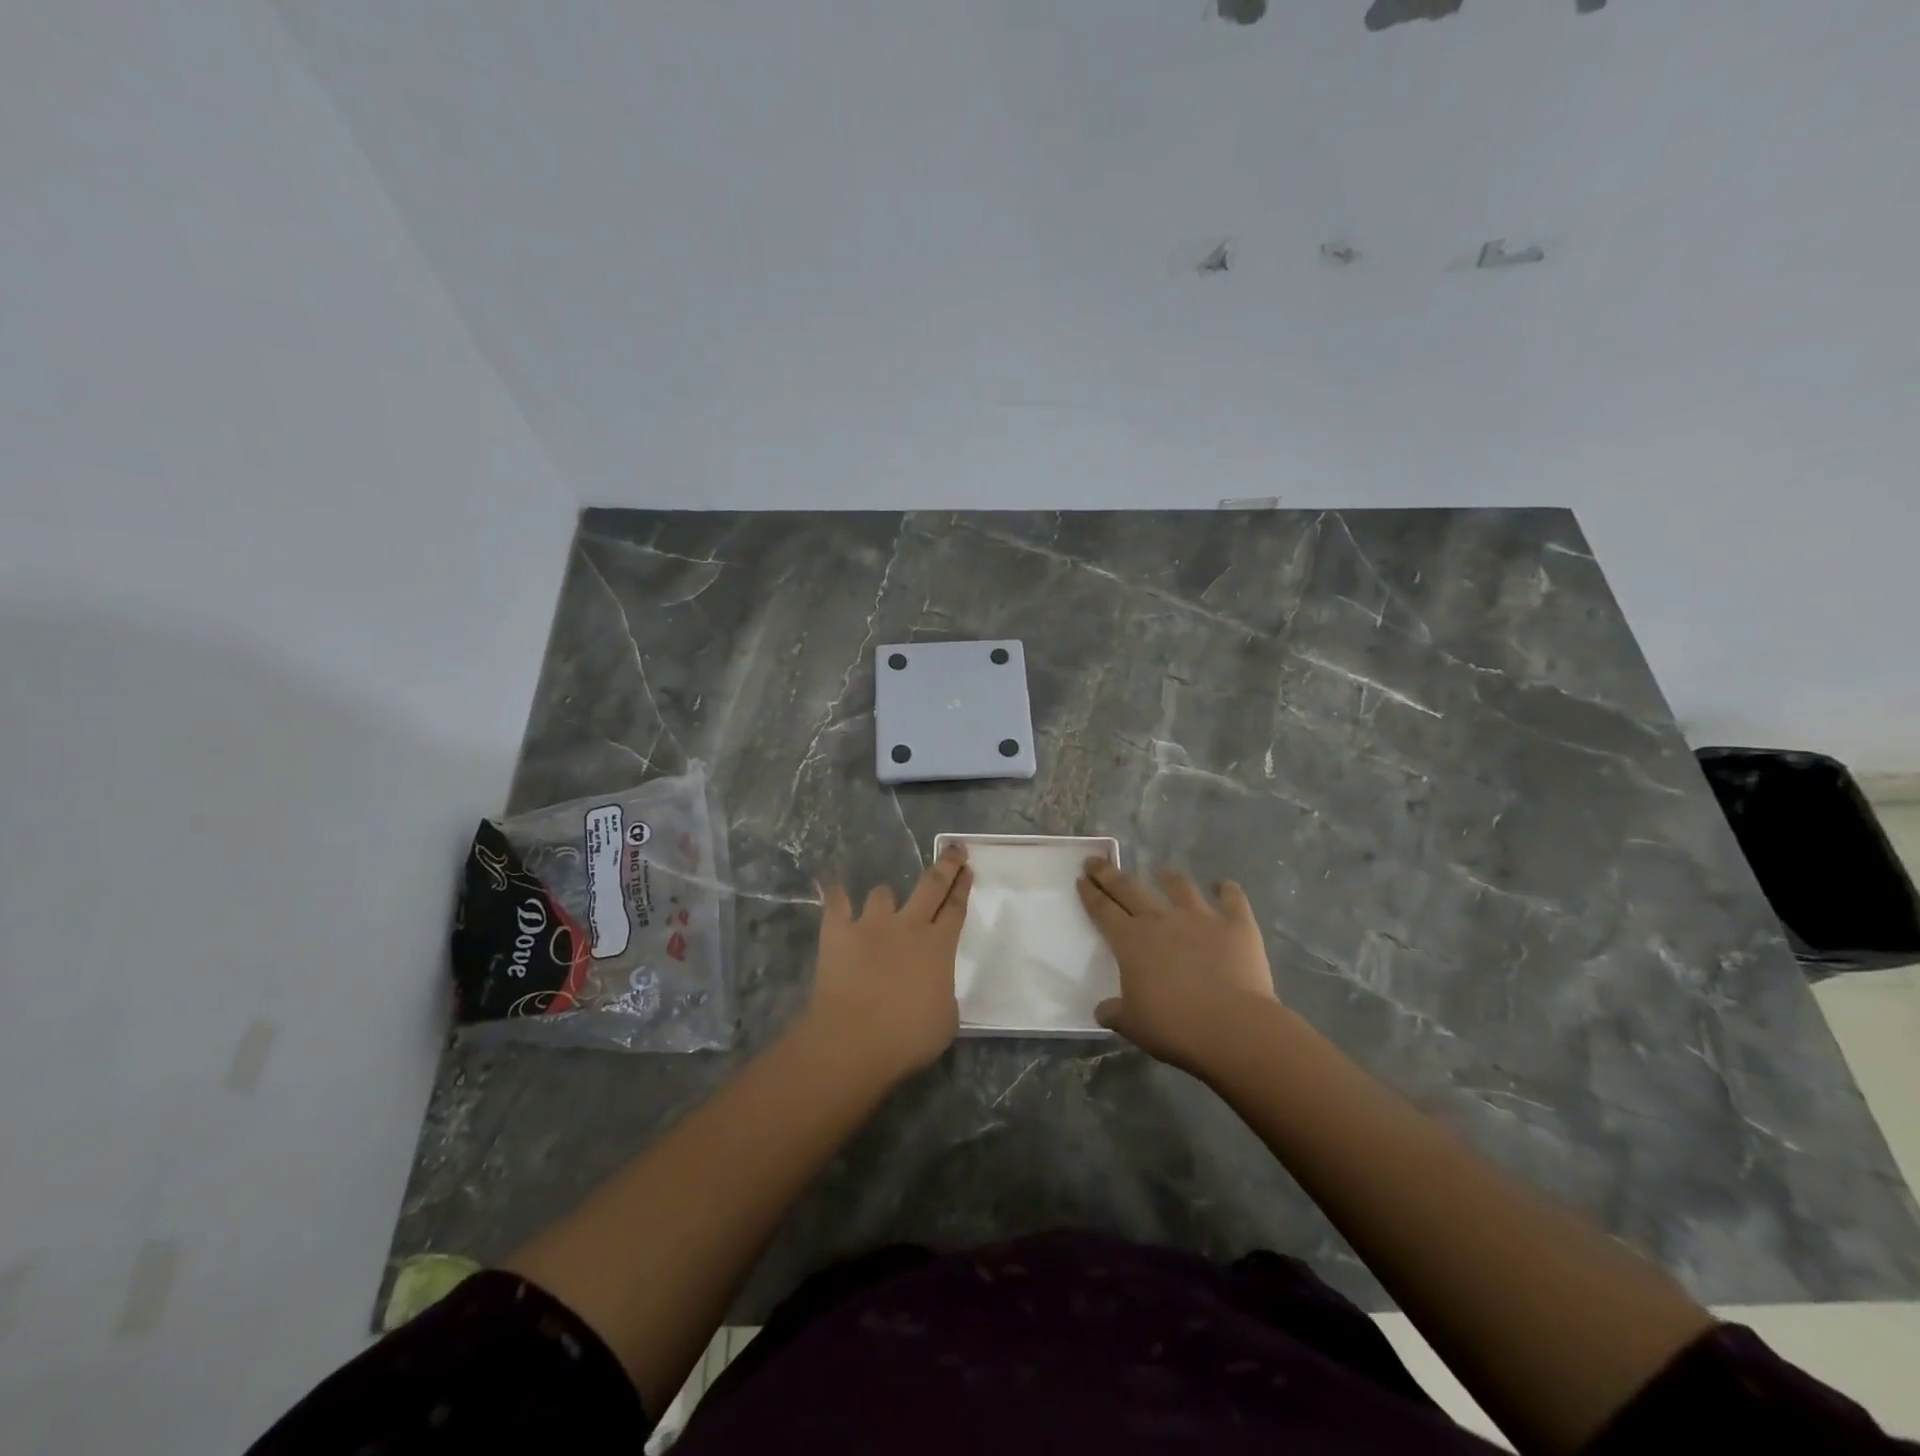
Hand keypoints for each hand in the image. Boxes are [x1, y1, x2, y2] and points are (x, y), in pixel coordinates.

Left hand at [804, 843, 973, 1083]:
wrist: (855, 1039)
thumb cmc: (908, 1037)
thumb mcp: (946, 1020)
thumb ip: (943, 994)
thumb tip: (935, 987)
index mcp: (939, 946)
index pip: (955, 908)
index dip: (962, 887)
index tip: (967, 868)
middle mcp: (908, 926)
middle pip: (931, 885)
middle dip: (946, 865)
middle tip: (954, 850)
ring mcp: (871, 925)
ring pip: (882, 893)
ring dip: (885, 897)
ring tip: (883, 904)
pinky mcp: (838, 932)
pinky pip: (836, 904)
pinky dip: (837, 898)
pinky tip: (836, 895)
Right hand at [1077, 860, 1278, 1075]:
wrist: (1232, 1026)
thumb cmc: (1174, 1026)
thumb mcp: (1132, 1025)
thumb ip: (1115, 1012)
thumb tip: (1103, 1009)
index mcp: (1130, 941)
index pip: (1102, 909)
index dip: (1090, 893)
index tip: (1081, 878)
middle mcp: (1161, 920)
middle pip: (1129, 889)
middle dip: (1110, 874)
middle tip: (1097, 862)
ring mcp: (1200, 916)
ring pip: (1179, 886)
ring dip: (1168, 877)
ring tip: (1163, 872)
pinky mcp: (1235, 923)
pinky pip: (1231, 897)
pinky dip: (1226, 889)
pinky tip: (1223, 885)